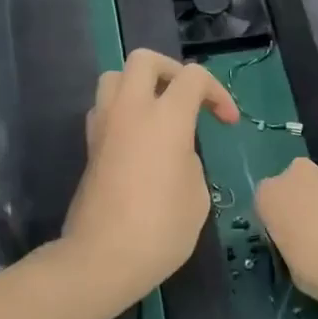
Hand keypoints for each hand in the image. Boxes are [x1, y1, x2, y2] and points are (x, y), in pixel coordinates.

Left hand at [62, 48, 238, 300]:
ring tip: (158, 113)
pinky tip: (138, 139)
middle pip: (144, 60)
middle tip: (187, 98)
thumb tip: (176, 152)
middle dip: (171, 70)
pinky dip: (123, 111)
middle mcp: (130, 111)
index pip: (193, 77)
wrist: (103, 258)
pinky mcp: (89, 147)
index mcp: (165, 118)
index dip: (218, 93)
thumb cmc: (161, 228)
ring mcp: (104, 126)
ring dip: (139, 86)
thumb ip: (190, 159)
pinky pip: (105, 109)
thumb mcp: (197, 194)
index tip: (228, 123)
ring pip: (115, 78)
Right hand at [255, 158, 317, 306]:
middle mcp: (295, 175)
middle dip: (304, 208)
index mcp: (269, 196)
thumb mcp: (295, 273)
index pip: (265, 206)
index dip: (278, 226)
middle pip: (295, 190)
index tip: (289, 245)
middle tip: (315, 239)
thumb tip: (304, 255)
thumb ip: (294, 255)